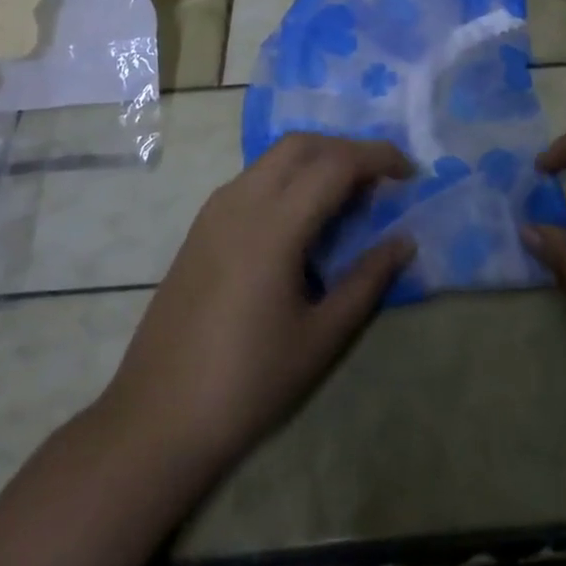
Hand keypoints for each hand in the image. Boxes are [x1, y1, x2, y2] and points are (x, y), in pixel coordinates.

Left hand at [94, 134, 414, 492]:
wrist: (155, 421)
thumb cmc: (247, 383)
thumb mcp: (321, 337)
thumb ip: (367, 280)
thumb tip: (405, 241)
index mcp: (273, 225)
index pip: (336, 164)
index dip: (378, 158)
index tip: (410, 174)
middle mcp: (241, 202)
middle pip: (301, 145)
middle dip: (347, 148)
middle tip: (380, 180)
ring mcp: (214, 212)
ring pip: (273, 158)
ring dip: (316, 159)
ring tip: (347, 196)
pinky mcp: (200, 228)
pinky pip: (253, 178)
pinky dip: (288, 177)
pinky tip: (303, 217)